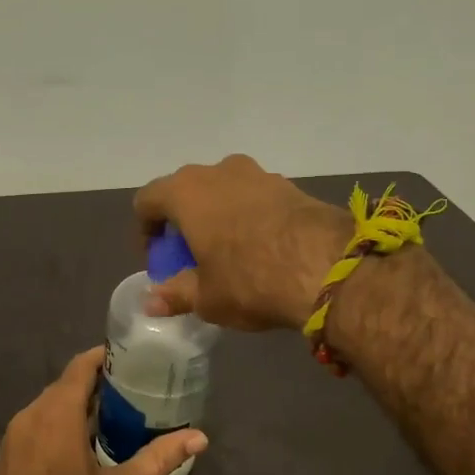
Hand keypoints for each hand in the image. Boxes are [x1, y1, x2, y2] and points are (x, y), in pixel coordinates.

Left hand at [0, 348, 206, 474]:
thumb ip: (159, 458)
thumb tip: (200, 437)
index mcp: (56, 413)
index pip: (81, 366)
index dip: (105, 356)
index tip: (133, 358)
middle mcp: (30, 414)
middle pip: (66, 384)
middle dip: (97, 382)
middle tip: (134, 389)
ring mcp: (14, 434)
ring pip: (49, 404)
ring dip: (78, 404)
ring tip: (114, 414)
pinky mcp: (7, 454)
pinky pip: (37, 423)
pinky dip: (60, 422)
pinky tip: (82, 442)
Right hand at [133, 155, 351, 329]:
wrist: (328, 267)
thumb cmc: (250, 280)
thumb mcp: (206, 297)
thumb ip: (175, 294)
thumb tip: (151, 302)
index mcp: (186, 193)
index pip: (148, 200)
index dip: (146, 230)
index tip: (159, 259)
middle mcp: (218, 172)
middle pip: (186, 191)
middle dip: (183, 221)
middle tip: (190, 256)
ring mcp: (257, 174)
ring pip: (223, 191)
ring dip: (217, 216)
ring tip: (227, 252)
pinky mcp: (289, 185)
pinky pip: (254, 197)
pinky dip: (248, 217)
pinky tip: (260, 248)